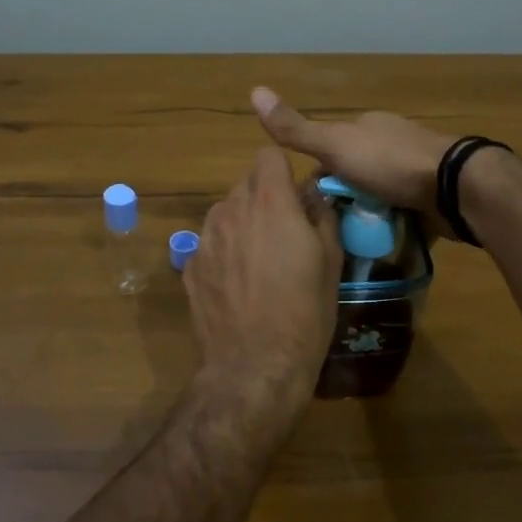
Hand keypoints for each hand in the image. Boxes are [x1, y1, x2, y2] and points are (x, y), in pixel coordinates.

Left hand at [186, 148, 342, 416]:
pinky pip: (210, 243)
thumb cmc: (305, 313)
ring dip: (242, 224)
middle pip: (246, 184)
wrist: (254, 365)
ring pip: (225, 213)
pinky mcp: (189, 266)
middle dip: (265, 199)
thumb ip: (322, 217)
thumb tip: (314, 195)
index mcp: (270, 203)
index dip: (283, 171)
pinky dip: (224, 253)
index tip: (295, 197)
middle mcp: (231, 210)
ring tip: (258, 262)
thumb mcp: (331, 262)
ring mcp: (205, 238)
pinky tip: (237, 286)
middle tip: (283, 234)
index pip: (268, 155)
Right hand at [251, 87, 455, 237]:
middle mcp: (392, 144)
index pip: (331, 150)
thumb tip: (254, 90)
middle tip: (328, 230)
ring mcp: (416, 171)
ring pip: (379, 195)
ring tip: (351, 244)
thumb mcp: (335, 146)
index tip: (308, 205)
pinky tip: (381, 245)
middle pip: (356, 175)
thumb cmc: (390, 163)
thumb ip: (296, 129)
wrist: (454, 187)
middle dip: (343, 198)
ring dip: (367, 215)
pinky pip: (404, 213)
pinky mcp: (433, 198)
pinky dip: (392, 226)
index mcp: (369, 127)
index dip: (317, 176)